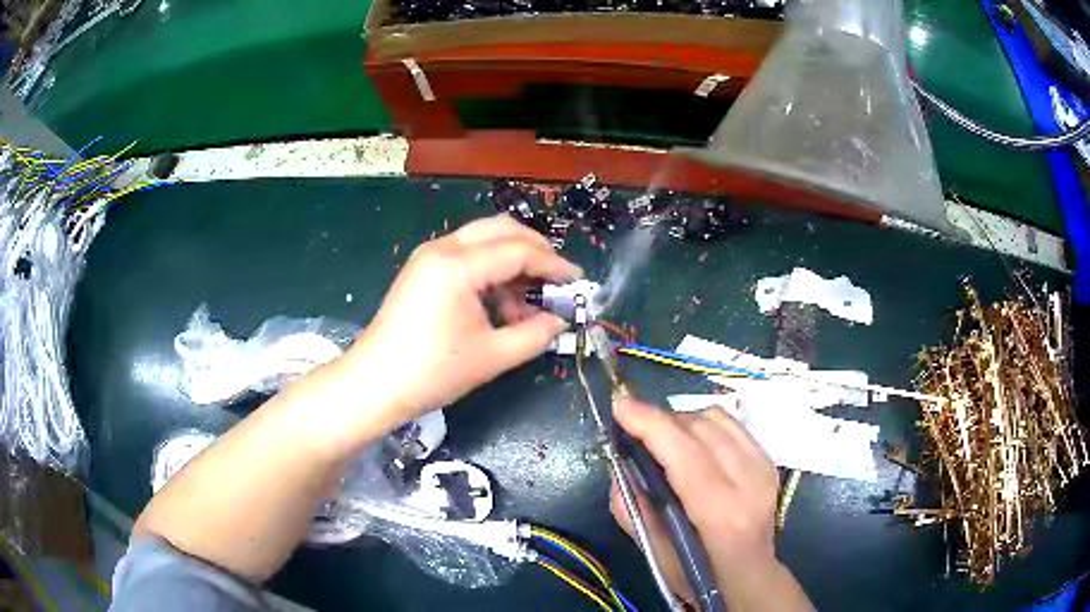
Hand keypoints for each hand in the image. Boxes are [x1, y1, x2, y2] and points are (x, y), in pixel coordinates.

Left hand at [339, 215, 581, 432]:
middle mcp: (442, 248)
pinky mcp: (423, 270)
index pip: (518, 251)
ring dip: (512, 264)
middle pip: (501, 230)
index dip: (554, 265)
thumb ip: (535, 335)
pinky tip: (501, 306)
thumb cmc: (432, 372)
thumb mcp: (492, 357)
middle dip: (535, 251)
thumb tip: (560, 321)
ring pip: (483, 241)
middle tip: (557, 280)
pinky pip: (467, 257)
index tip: (578, 282)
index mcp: (457, 265)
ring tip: (527, 306)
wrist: (375, 385)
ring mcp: (429, 256)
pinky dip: (490, 273)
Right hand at [611, 398, 812, 610]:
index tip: (621, 407)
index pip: (686, 455)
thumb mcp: (657, 555)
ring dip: (681, 419)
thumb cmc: (700, 575)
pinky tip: (691, 440)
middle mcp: (749, 482)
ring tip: (661, 436)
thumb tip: (620, 469)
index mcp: (721, 514)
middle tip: (633, 427)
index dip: (652, 425)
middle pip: (701, 429)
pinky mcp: (768, 460)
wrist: (751, 576)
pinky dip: (704, 423)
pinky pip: (731, 423)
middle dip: (661, 419)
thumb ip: (633, 511)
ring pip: (717, 419)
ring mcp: (764, 467)